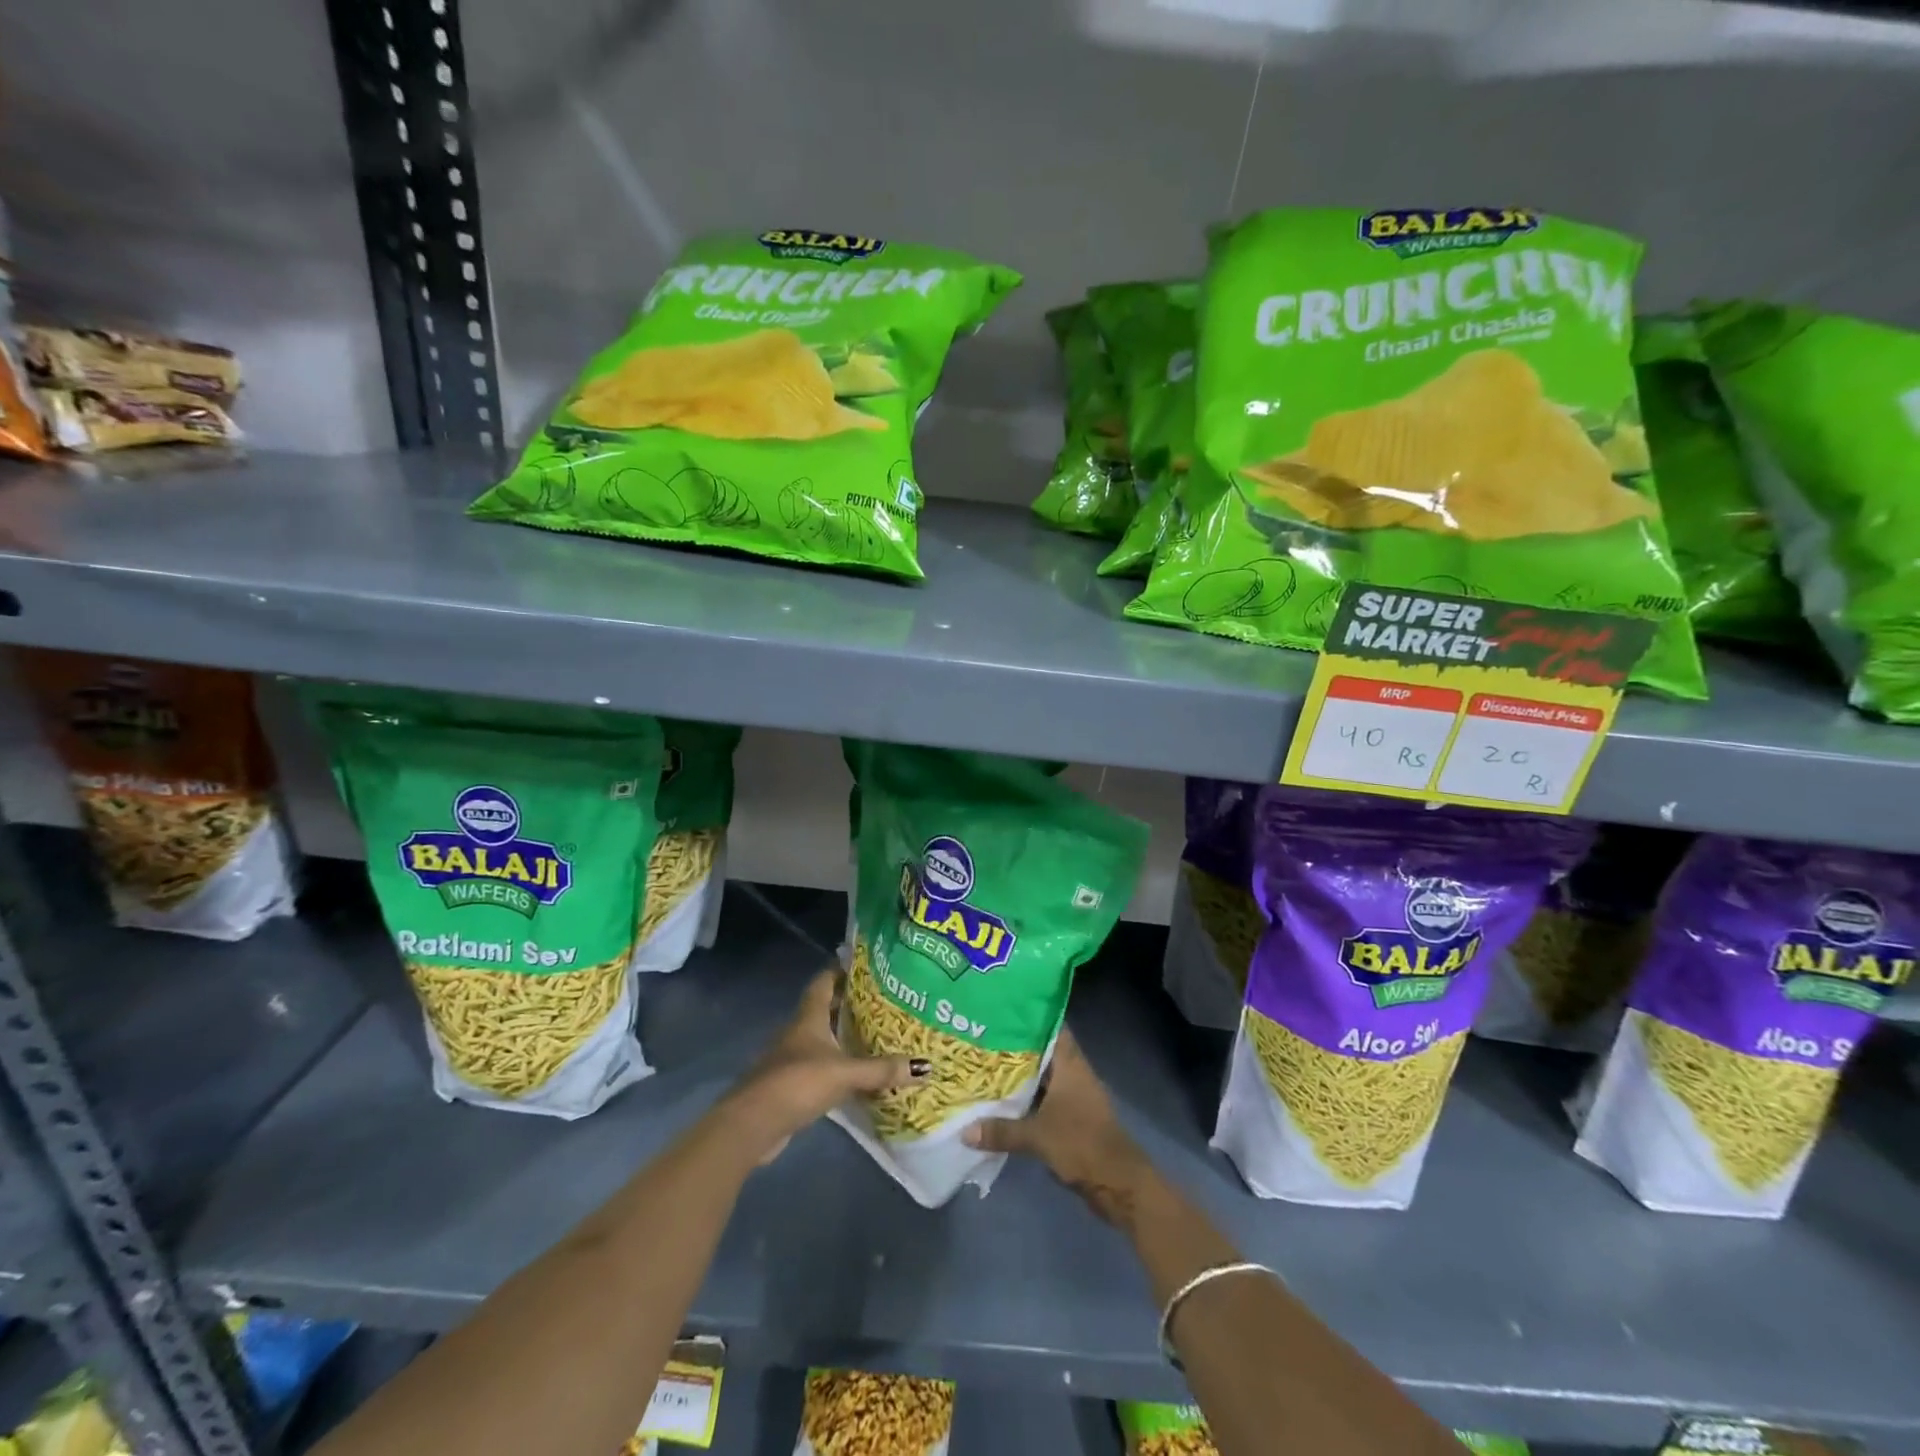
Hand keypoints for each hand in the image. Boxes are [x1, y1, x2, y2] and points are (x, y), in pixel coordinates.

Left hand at [724, 968, 925, 1163]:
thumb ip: (882, 1070)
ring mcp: (792, 1058)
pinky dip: (838, 1064)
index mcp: (809, 1017)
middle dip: (850, 1003)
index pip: (824, 981)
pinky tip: (857, 1073)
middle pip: (825, 1008)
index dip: (841, 969)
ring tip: (876, 1033)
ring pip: (822, 1038)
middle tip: (883, 1000)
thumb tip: (926, 1067)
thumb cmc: (798, 1082)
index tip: (865, 964)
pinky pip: (820, 1065)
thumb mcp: (845, 1073)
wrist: (753, 1124)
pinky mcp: (791, 1084)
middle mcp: (799, 1031)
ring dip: (844, 1035)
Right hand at [963, 1029, 1157, 1224]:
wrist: (1117, 1182)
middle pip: (1043, 1052)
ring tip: (985, 1067)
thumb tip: (964, 1131)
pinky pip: (1044, 1101)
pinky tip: (1002, 1103)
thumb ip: (1001, 1130)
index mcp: (1070, 1064)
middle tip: (983, 1038)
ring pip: (1043, 1078)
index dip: (1030, 1016)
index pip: (1052, 1027)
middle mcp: (1073, 1074)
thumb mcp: (1037, 1135)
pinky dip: (1027, 1100)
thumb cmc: (1081, 1143)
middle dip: (1016, 1047)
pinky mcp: (1072, 1119)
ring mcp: (1075, 1097)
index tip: (1003, 1010)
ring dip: (1020, 1076)